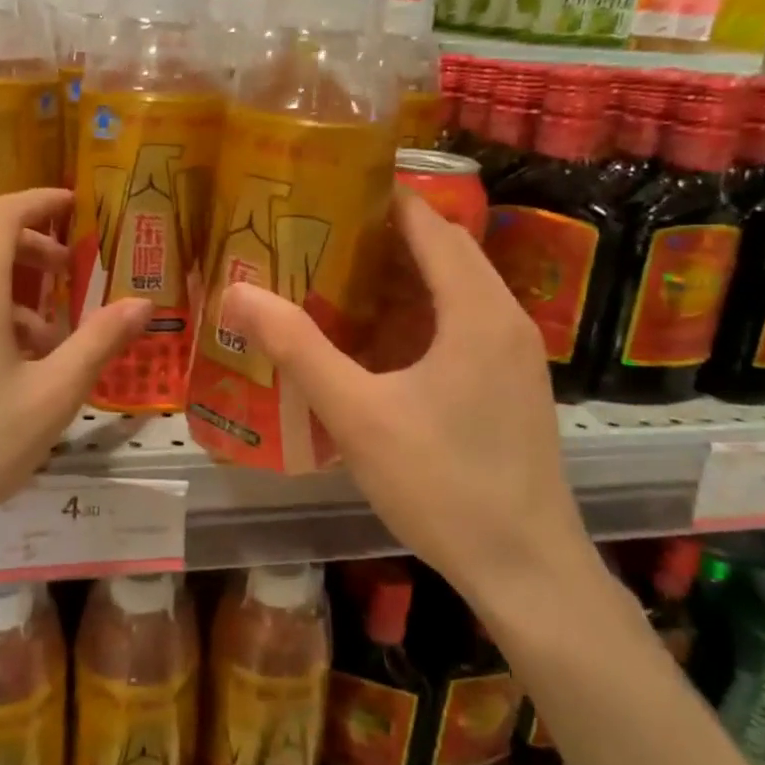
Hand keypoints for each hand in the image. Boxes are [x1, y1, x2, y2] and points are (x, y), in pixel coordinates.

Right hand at [221, 192, 599, 615]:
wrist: (526, 570)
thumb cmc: (443, 484)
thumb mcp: (357, 413)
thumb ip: (297, 348)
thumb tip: (238, 293)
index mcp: (477, 310)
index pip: (429, 223)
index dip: (379, 200)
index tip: (323, 194)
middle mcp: (505, 318)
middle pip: (444, 250)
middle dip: (383, 237)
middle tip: (316, 237)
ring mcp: (514, 354)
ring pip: (454, 290)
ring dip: (401, 278)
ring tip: (334, 280)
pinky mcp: (511, 385)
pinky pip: (462, 325)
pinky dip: (419, 315)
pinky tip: (374, 342)